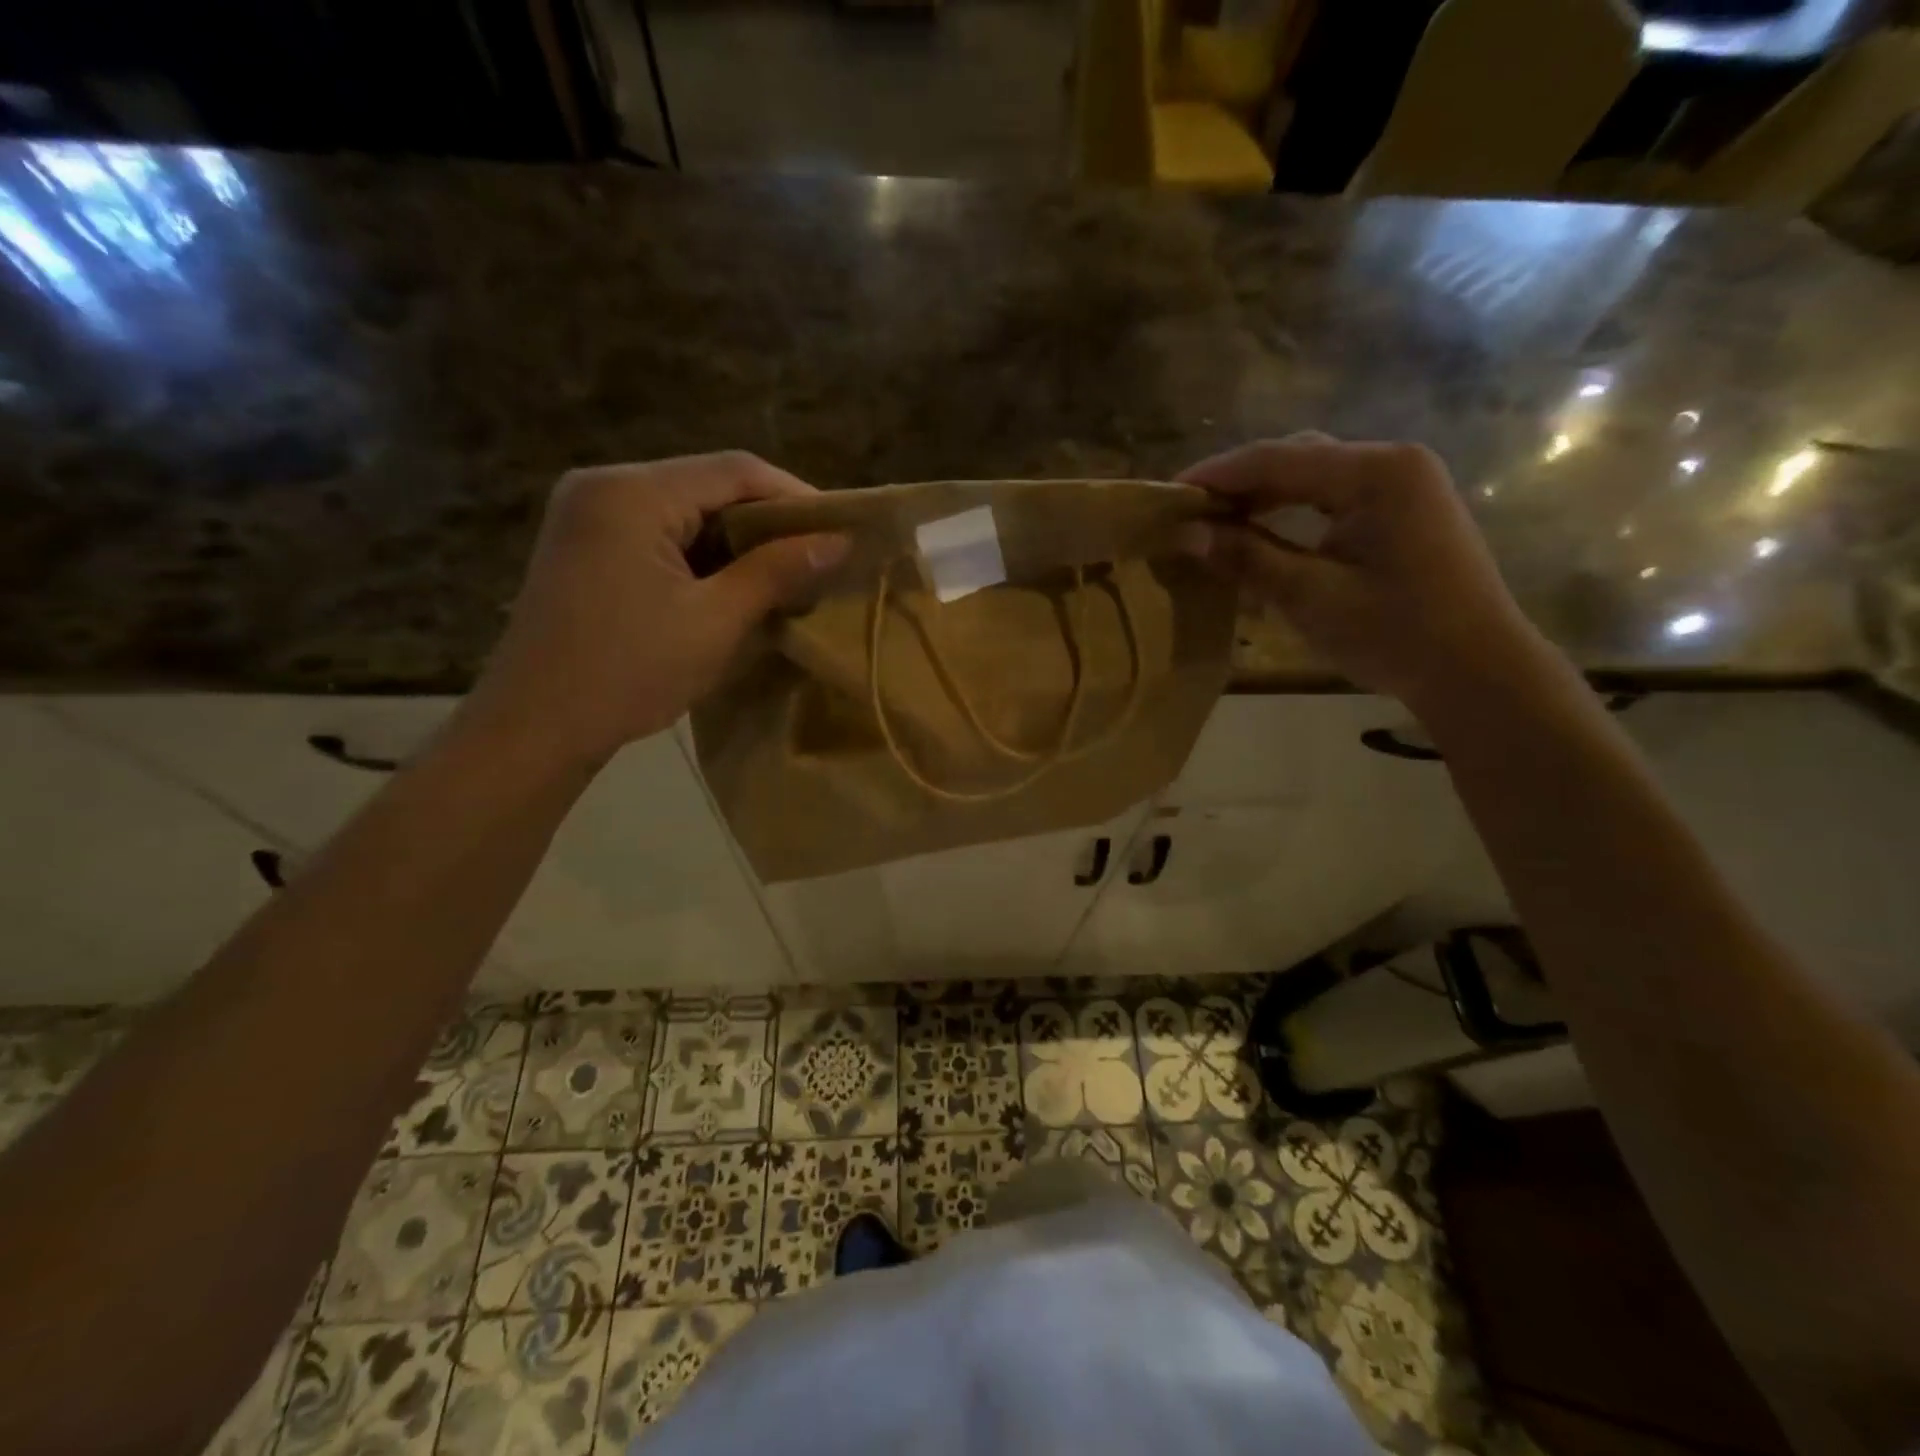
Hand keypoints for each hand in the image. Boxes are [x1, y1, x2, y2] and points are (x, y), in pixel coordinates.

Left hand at [467, 452, 847, 765]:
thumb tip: (839, 542)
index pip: (735, 470)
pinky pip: (659, 534)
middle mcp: (604, 485)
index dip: (796, 496)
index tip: (841, 532)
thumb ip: (777, 572)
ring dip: (735, 542)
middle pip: (708, 485)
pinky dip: (701, 557)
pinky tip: (729, 589)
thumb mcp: (716, 622)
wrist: (534, 728)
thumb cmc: (629, 672)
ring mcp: (587, 515)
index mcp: (632, 492)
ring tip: (781, 579)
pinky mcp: (584, 547)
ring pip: (685, 511)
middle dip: (767, 523)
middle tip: (815, 561)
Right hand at [1178, 434, 1560, 715]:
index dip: (1216, 475)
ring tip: (1216, 522)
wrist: (1477, 670)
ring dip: (1263, 496)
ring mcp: (1404, 483)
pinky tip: (1263, 532)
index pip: (1276, 459)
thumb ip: (1247, 557)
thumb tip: (1186, 534)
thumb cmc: (1395, 634)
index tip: (1168, 494)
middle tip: (1189, 511)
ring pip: (1314, 475)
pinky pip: (1334, 496)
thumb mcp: (1310, 597)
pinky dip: (1293, 510)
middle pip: (1296, 458)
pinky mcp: (1405, 508)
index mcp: (1376, 473)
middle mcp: (1392, 462)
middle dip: (1238, 482)